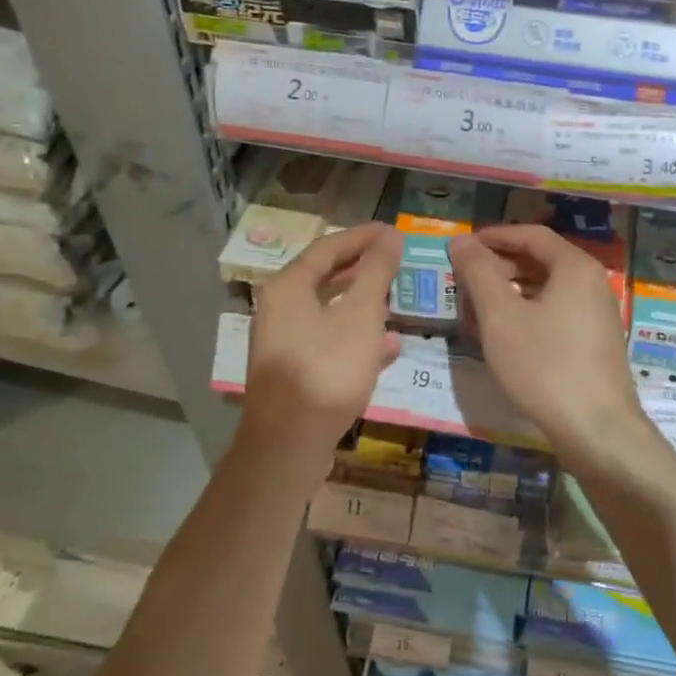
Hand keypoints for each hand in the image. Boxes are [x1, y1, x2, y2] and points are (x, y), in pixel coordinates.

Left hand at [242, 222, 402, 480]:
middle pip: (324, 277)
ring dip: (362, 302)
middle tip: (395, 258)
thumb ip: (377, 272)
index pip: (327, 247)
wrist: (288, 445)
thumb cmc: (327, 369)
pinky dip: (357, 337)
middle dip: (362, 268)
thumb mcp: (361, 315)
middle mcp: (279, 310)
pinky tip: (388, 347)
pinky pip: (329, 342)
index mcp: (288, 288)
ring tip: (395, 297)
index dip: (362, 236)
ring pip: (328, 311)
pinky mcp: (295, 373)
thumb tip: (391, 236)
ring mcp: (285, 344)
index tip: (392, 230)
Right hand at [450, 225, 648, 465]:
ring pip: (547, 290)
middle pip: (541, 260)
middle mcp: (592, 284)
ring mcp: (597, 315)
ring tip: (477, 308)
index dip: (495, 236)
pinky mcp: (594, 344)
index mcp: (575, 267)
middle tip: (465, 279)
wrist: (598, 431)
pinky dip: (527, 314)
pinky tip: (504, 336)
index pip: (532, 235)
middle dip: (500, 266)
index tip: (463, 246)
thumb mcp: (501, 317)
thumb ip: (478, 274)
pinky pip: (556, 314)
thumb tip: (461, 241)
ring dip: (511, 292)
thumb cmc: (545, 365)